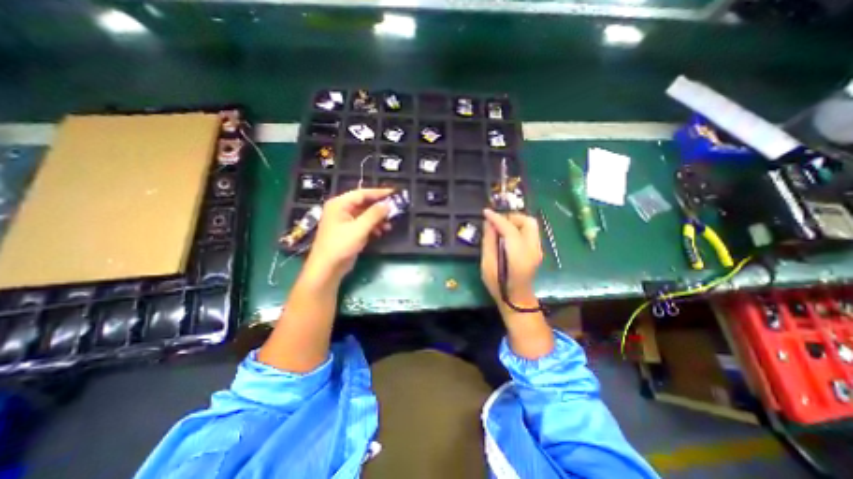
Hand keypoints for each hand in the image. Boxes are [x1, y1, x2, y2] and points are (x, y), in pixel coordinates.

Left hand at [304, 187, 392, 279]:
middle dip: (379, 208)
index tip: (394, 193)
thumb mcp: (359, 228)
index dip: (378, 193)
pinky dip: (373, 226)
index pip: (362, 193)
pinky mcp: (349, 231)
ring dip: (378, 218)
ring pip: (365, 215)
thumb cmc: (341, 245)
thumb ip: (374, 214)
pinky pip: (363, 224)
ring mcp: (345, 221)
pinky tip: (381, 231)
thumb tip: (388, 204)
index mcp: (340, 204)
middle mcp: (341, 210)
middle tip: (395, 209)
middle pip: (364, 203)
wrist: (328, 268)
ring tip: (389, 224)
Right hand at [483, 210, 542, 309]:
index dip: (497, 218)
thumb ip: (489, 242)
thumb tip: (488, 223)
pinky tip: (507, 234)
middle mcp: (532, 250)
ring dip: (516, 221)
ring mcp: (538, 250)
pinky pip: (530, 231)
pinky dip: (519, 227)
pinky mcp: (537, 250)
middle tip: (496, 221)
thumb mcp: (487, 265)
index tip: (486, 212)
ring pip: (531, 224)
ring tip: (501, 226)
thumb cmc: (498, 285)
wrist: (517, 300)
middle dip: (511, 217)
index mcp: (518, 256)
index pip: (510, 229)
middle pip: (528, 222)